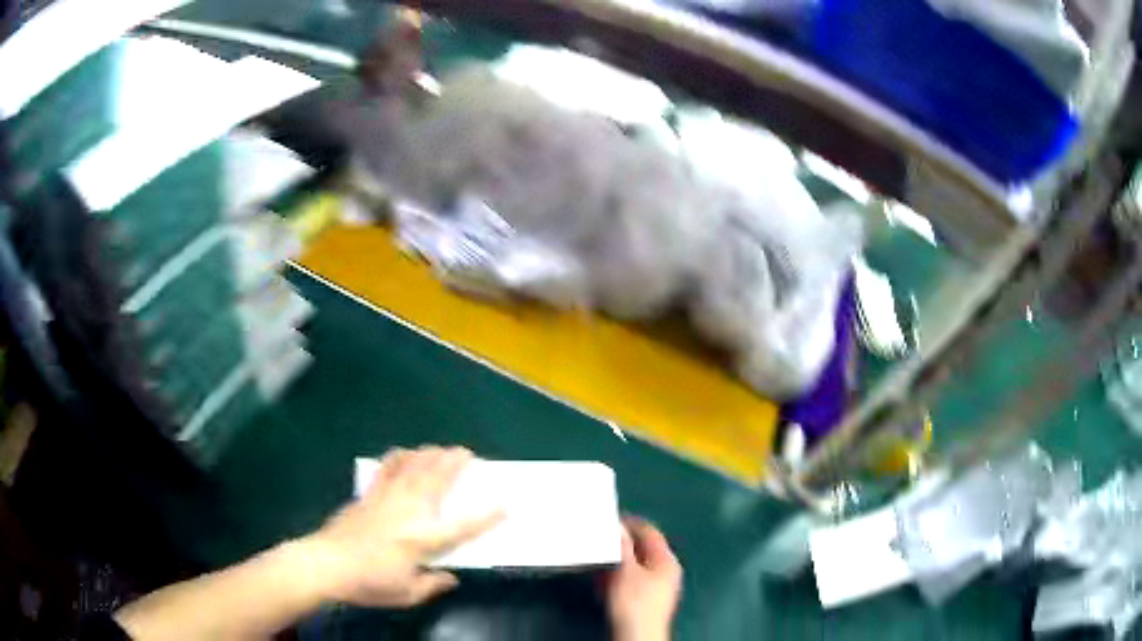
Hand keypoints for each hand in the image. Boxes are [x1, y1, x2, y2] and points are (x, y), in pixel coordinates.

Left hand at [303, 446, 502, 607]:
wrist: (326, 564)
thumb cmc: (369, 583)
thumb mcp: (406, 594)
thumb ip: (432, 585)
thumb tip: (450, 577)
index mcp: (423, 539)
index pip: (462, 525)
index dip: (487, 515)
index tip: (505, 502)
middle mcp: (408, 512)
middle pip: (436, 481)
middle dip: (454, 463)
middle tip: (467, 452)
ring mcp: (386, 498)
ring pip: (413, 468)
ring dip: (429, 454)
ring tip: (440, 448)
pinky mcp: (368, 494)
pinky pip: (387, 468)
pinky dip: (399, 457)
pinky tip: (404, 453)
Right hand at [607, 517, 682, 640]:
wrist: (637, 636)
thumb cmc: (635, 602)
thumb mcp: (626, 571)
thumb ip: (623, 547)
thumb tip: (619, 526)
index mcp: (667, 560)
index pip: (650, 532)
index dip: (630, 523)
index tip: (609, 519)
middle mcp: (665, 571)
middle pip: (641, 549)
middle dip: (620, 545)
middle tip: (599, 538)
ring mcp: (656, 587)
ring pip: (633, 566)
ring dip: (615, 562)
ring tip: (596, 558)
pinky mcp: (644, 600)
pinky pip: (629, 581)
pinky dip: (615, 577)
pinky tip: (601, 581)